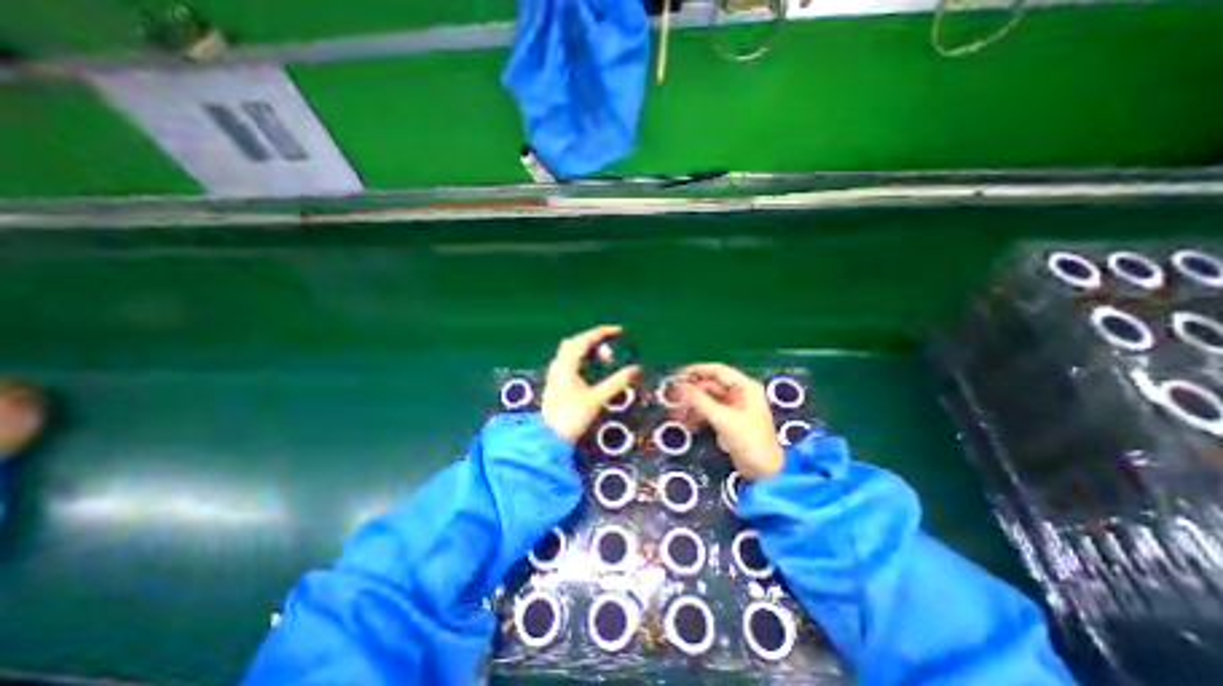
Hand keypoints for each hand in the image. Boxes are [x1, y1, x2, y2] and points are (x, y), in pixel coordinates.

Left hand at [543, 325, 641, 441]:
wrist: (548, 438)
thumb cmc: (572, 417)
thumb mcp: (597, 399)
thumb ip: (616, 382)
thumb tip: (636, 369)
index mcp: (566, 365)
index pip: (585, 339)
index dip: (603, 332)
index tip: (619, 330)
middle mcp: (558, 365)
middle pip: (576, 342)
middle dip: (595, 340)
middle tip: (612, 348)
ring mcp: (555, 373)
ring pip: (571, 351)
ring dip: (588, 349)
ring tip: (605, 358)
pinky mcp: (555, 382)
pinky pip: (569, 360)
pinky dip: (582, 358)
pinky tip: (591, 368)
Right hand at [669, 365, 782, 477]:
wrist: (764, 472)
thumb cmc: (748, 440)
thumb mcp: (722, 418)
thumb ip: (698, 400)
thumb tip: (676, 386)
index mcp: (745, 386)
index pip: (717, 370)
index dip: (696, 371)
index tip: (676, 376)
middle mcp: (740, 393)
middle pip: (710, 385)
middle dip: (690, 392)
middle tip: (670, 397)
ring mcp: (734, 407)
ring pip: (707, 399)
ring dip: (691, 405)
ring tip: (674, 413)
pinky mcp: (729, 420)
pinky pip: (709, 412)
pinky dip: (697, 416)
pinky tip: (685, 423)